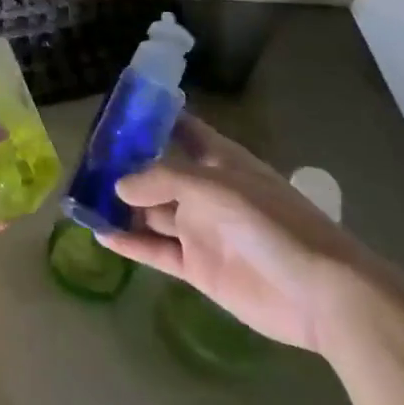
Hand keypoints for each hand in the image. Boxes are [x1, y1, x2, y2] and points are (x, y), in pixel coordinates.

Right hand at [97, 118, 371, 351]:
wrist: (322, 295)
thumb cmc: (274, 225)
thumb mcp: (217, 188)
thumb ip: (163, 180)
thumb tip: (118, 185)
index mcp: (220, 162)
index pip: (181, 129)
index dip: (151, 117)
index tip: (114, 110)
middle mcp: (206, 192)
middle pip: (157, 172)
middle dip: (124, 165)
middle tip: (82, 159)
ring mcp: (201, 230)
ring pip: (151, 212)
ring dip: (120, 205)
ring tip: (80, 196)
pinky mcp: (198, 267)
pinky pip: (155, 251)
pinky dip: (129, 243)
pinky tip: (99, 233)